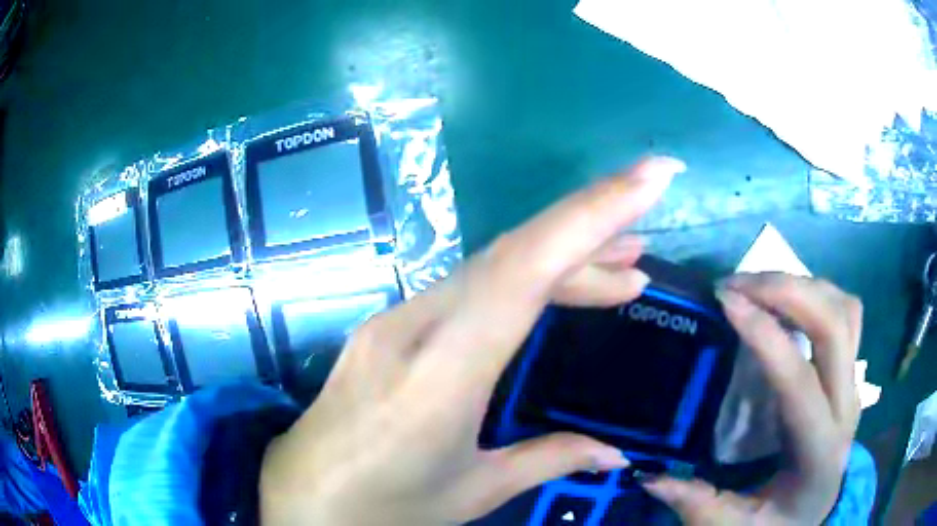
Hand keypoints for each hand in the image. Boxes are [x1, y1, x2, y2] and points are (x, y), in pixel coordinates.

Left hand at [259, 157, 685, 524]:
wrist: (304, 497)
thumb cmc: (383, 505)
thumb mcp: (472, 491)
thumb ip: (548, 460)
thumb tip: (616, 452)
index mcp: (441, 374)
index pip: (527, 269)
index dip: (595, 214)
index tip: (651, 175)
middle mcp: (415, 326)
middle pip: (513, 252)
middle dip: (590, 224)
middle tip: (648, 231)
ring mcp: (396, 319)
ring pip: (493, 266)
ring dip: (561, 259)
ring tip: (624, 268)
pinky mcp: (390, 325)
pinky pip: (468, 289)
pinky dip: (522, 282)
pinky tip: (557, 294)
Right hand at [643, 273, 862, 524]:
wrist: (815, 514)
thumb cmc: (777, 523)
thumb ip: (697, 504)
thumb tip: (648, 473)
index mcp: (819, 451)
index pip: (799, 380)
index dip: (765, 335)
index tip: (726, 301)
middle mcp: (846, 407)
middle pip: (835, 325)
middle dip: (787, 291)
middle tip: (738, 284)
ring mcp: (854, 384)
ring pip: (844, 309)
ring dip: (803, 286)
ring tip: (759, 287)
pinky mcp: (850, 373)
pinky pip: (846, 314)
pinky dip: (818, 295)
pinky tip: (789, 303)